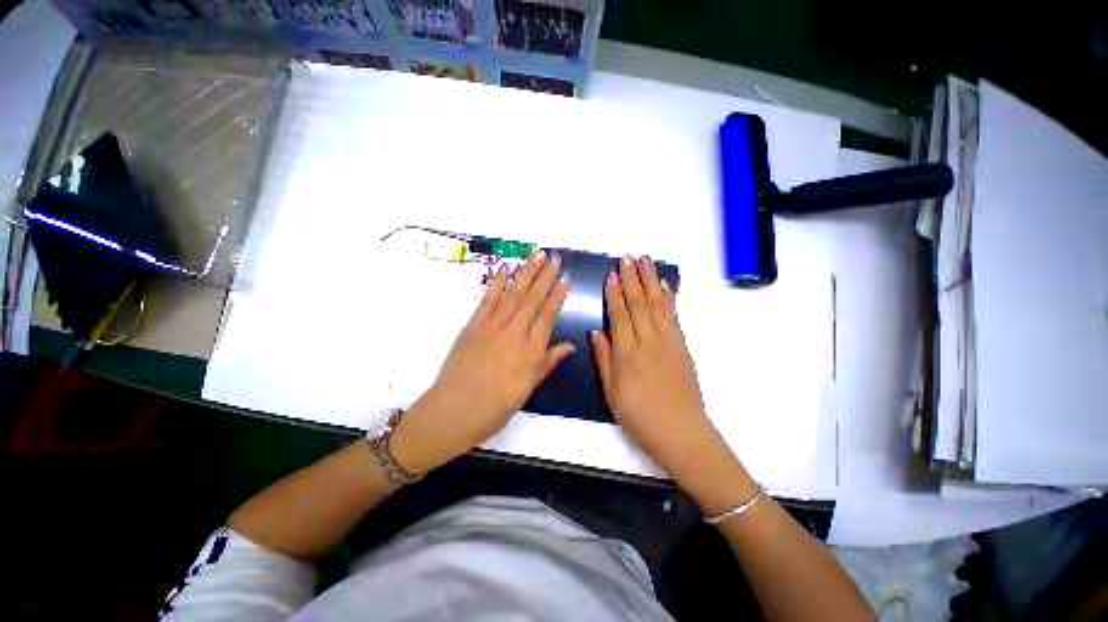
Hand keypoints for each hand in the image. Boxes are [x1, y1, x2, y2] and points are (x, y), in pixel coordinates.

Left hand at [391, 250, 573, 473]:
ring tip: (536, 255)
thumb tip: (569, 346)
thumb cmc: (496, 407)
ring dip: (525, 273)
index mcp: (530, 351)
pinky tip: (505, 269)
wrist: (454, 411)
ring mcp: (491, 327)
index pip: (548, 316)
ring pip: (512, 295)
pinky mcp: (472, 326)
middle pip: (532, 299)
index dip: (557, 295)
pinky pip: (487, 301)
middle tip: (554, 257)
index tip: (565, 277)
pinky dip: (496, 283)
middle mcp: (513, 334)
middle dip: (545, 276)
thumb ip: (548, 362)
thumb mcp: (528, 388)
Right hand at [591, 255, 751, 504]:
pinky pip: (674, 316)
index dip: (615, 294)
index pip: (619, 315)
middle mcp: (647, 341)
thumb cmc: (639, 416)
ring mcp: (668, 342)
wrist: (681, 432)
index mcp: (627, 353)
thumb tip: (596, 331)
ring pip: (657, 304)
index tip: (612, 274)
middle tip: (628, 257)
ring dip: (651, 281)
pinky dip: (668, 298)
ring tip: (646, 261)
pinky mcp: (682, 346)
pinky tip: (664, 286)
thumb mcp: (612, 392)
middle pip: (639, 304)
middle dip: (633, 278)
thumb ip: (604, 358)